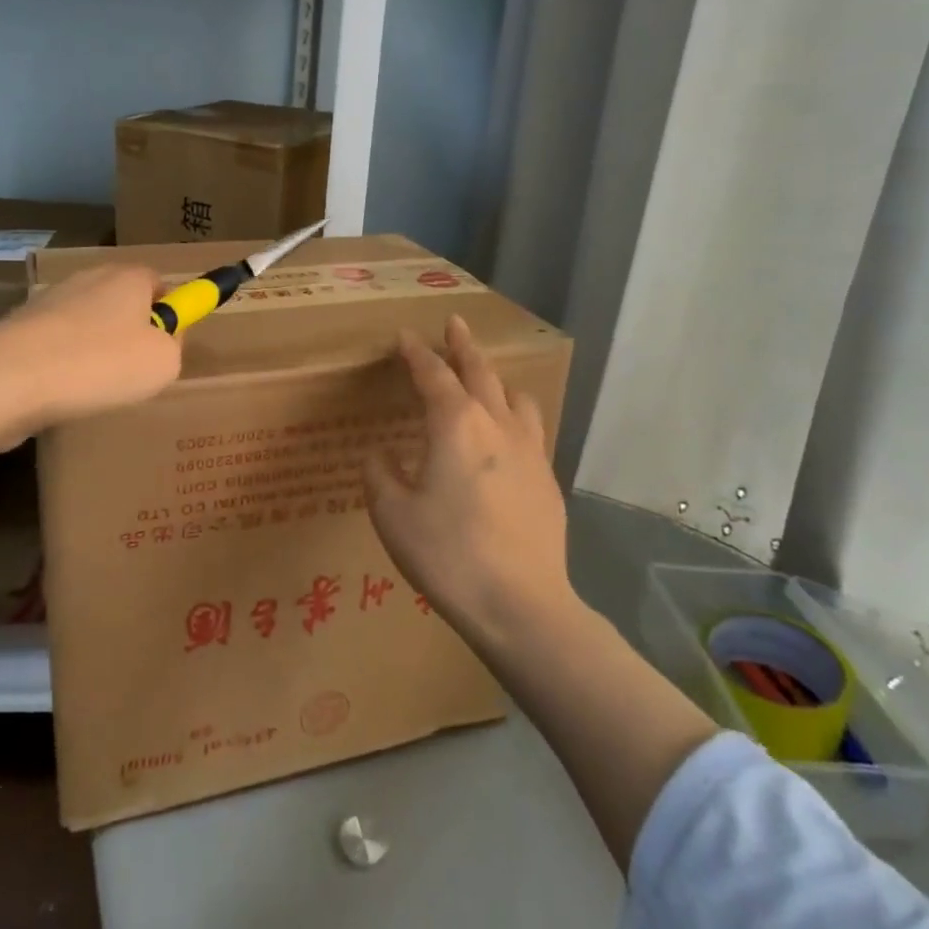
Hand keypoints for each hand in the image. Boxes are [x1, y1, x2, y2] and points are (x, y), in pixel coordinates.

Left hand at [0, 264, 182, 431]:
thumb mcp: (164, 363)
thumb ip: (174, 346)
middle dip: (132, 332)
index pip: (159, 281)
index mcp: (128, 277)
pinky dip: (63, 364)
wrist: (8, 379)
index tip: (169, 343)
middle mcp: (88, 279)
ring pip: (87, 325)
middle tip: (136, 370)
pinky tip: (62, 391)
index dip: (169, 311)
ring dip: (95, 350)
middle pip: (122, 302)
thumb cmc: (99, 363)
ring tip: (96, 388)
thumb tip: (162, 339)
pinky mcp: (18, 328)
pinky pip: (56, 345)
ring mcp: (48, 301)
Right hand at [364, 316, 572, 642]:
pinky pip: (530, 428)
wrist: (521, 604)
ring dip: (496, 378)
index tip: (405, 336)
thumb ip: (380, 475)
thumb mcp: (393, 516)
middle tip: (455, 324)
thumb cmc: (448, 555)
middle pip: (481, 372)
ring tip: (485, 378)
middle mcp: (496, 425)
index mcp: (455, 425)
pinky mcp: (548, 479)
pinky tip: (506, 436)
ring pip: (515, 396)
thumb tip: (381, 455)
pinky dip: (513, 414)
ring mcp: (530, 450)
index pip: (433, 375)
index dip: (417, 353)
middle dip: (464, 345)